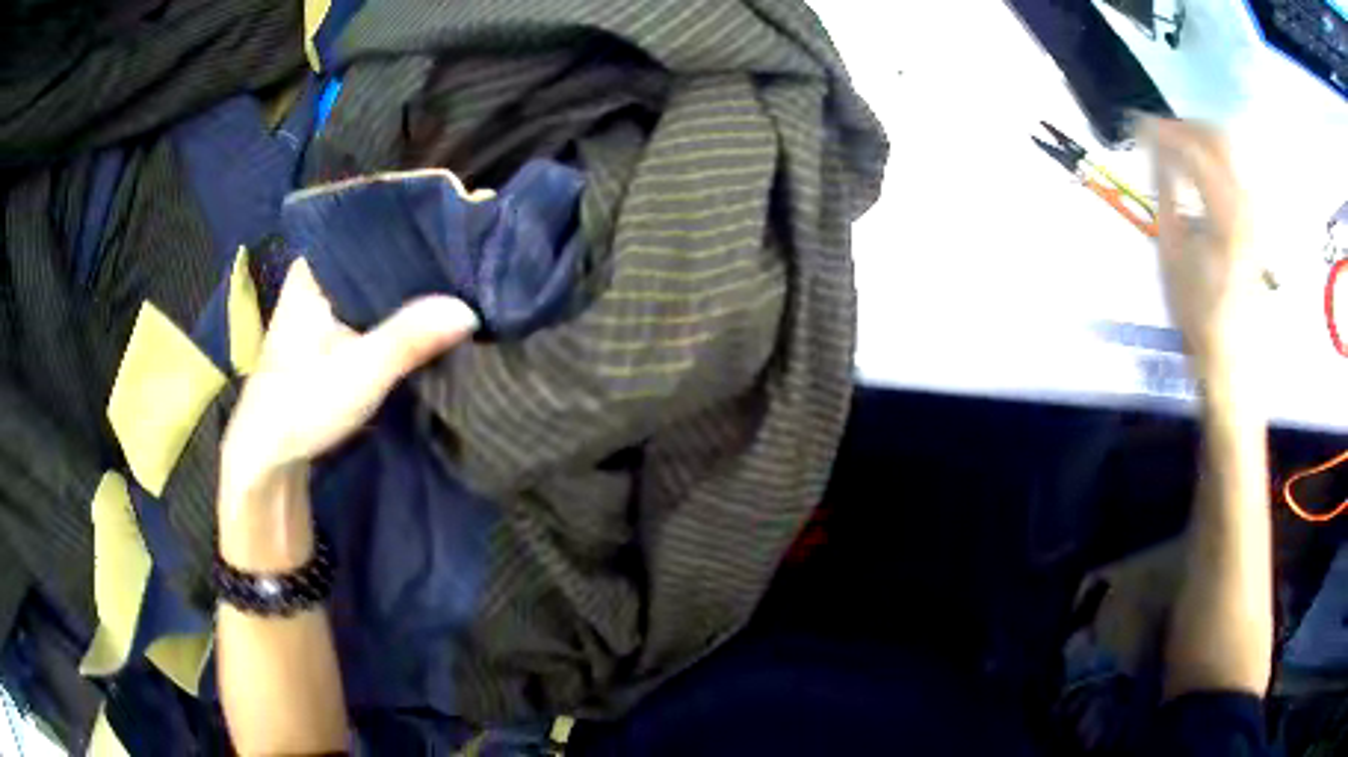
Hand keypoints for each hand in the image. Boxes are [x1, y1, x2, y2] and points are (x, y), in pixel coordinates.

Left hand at [218, 259, 476, 563]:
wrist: (268, 456)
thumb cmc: (301, 406)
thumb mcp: (360, 373)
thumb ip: (410, 338)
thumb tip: (471, 311)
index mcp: (315, 270)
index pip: (372, 229)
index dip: (415, 230)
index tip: (460, 232)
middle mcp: (318, 278)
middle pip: (378, 257)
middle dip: (418, 261)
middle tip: (469, 258)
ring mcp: (324, 306)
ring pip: (376, 285)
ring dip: (411, 290)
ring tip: (460, 279)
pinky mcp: (332, 333)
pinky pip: (373, 308)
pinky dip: (398, 312)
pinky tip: (431, 313)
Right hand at [1146, 118, 1256, 374]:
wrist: (1230, 355)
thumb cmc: (1196, 311)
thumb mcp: (1171, 253)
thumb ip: (1165, 192)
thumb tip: (1153, 149)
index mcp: (1225, 215)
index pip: (1194, 149)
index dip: (1164, 131)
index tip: (1138, 126)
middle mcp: (1246, 205)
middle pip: (1218, 138)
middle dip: (1186, 126)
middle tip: (1159, 134)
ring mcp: (1254, 211)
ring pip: (1229, 151)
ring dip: (1199, 140)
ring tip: (1175, 150)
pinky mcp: (1255, 220)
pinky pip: (1234, 170)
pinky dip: (1213, 160)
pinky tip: (1197, 173)